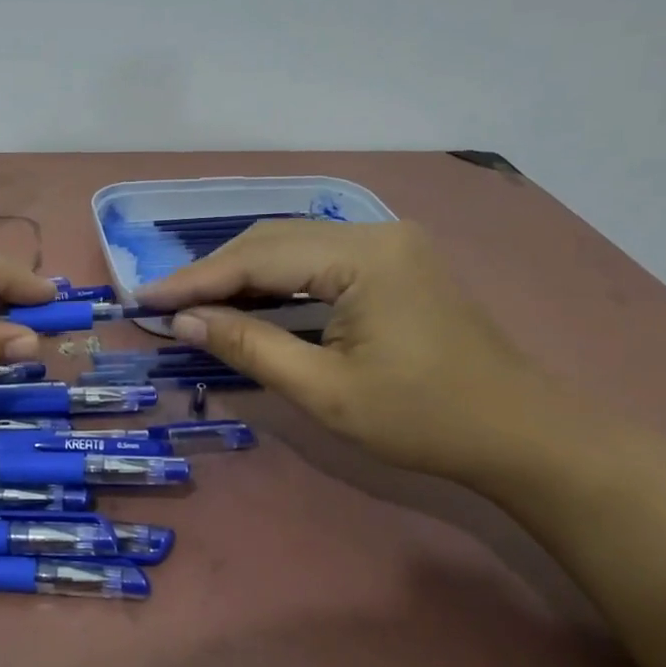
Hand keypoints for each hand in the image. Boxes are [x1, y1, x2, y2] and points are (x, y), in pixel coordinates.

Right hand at [137, 221, 565, 485]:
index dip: (196, 279)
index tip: (144, 297)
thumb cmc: (423, 420)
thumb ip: (249, 347)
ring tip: (192, 301)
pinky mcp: (394, 262)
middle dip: (214, 271)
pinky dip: (275, 279)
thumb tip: (184, 321)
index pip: (259, 257)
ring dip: (241, 272)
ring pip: (293, 245)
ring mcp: (389, 243)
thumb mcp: (325, 391)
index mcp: (363, 257)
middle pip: (273, 240)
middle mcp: (375, 232)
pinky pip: (318, 259)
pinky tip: (247, 298)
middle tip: (162, 302)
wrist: (521, 435)